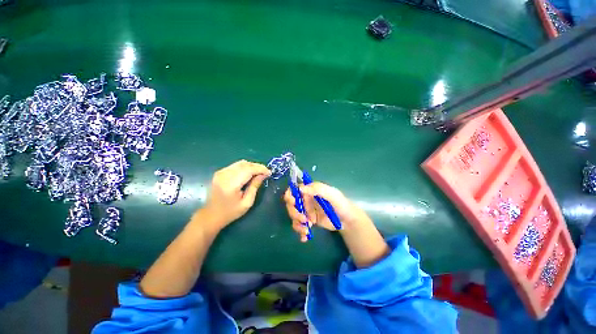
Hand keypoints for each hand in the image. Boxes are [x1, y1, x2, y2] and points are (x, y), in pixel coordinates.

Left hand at [197, 160, 270, 231]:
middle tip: (265, 172)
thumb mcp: (247, 202)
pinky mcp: (219, 172)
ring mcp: (220, 172)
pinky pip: (235, 165)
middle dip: (257, 166)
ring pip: (240, 163)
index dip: (260, 169)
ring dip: (251, 166)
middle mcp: (224, 175)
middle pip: (245, 164)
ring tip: (259, 173)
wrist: (210, 216)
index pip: (248, 170)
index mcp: (231, 184)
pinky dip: (245, 167)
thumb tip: (263, 175)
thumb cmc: (230, 212)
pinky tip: (249, 174)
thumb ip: (255, 186)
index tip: (269, 172)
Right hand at [283, 182, 369, 241]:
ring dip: (297, 223)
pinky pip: (299, 225)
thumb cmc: (341, 204)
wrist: (347, 220)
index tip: (293, 203)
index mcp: (310, 191)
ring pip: (294, 216)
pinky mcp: (309, 221)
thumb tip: (300, 188)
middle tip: (303, 219)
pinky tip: (305, 237)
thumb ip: (318, 189)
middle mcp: (306, 200)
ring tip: (306, 230)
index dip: (290, 195)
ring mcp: (307, 211)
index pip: (294, 190)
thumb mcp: (332, 194)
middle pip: (291, 204)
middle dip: (294, 213)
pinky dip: (300, 231)